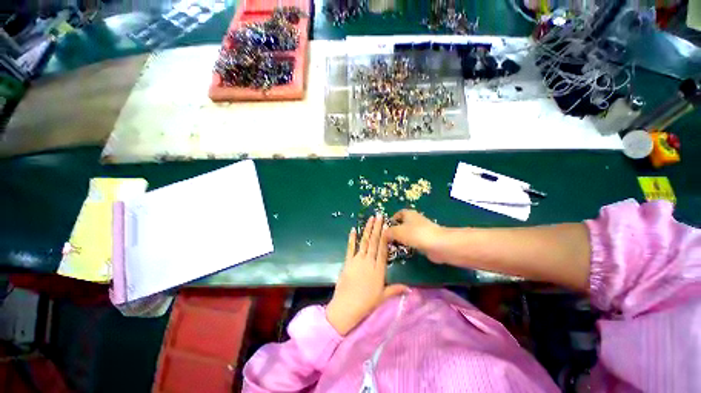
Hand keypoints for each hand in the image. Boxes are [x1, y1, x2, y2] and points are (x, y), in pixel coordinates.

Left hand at [326, 214, 408, 335]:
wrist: (347, 307)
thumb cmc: (367, 303)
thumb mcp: (383, 296)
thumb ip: (396, 289)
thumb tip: (410, 289)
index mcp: (379, 269)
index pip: (383, 249)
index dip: (384, 236)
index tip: (386, 225)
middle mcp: (369, 261)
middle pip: (374, 242)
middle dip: (376, 228)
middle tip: (378, 215)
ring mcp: (357, 260)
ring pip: (364, 242)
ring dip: (367, 230)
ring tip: (370, 219)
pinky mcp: (347, 262)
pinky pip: (350, 248)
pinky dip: (352, 239)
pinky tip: (353, 229)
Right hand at [385, 210, 448, 263]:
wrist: (439, 245)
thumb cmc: (416, 234)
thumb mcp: (397, 232)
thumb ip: (388, 232)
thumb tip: (383, 234)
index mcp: (408, 214)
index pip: (397, 214)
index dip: (390, 221)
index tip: (384, 230)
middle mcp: (415, 220)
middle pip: (402, 225)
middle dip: (394, 232)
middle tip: (387, 241)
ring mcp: (421, 230)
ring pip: (407, 234)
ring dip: (401, 240)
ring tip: (393, 248)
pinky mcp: (425, 240)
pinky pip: (413, 242)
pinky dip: (409, 246)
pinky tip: (404, 252)